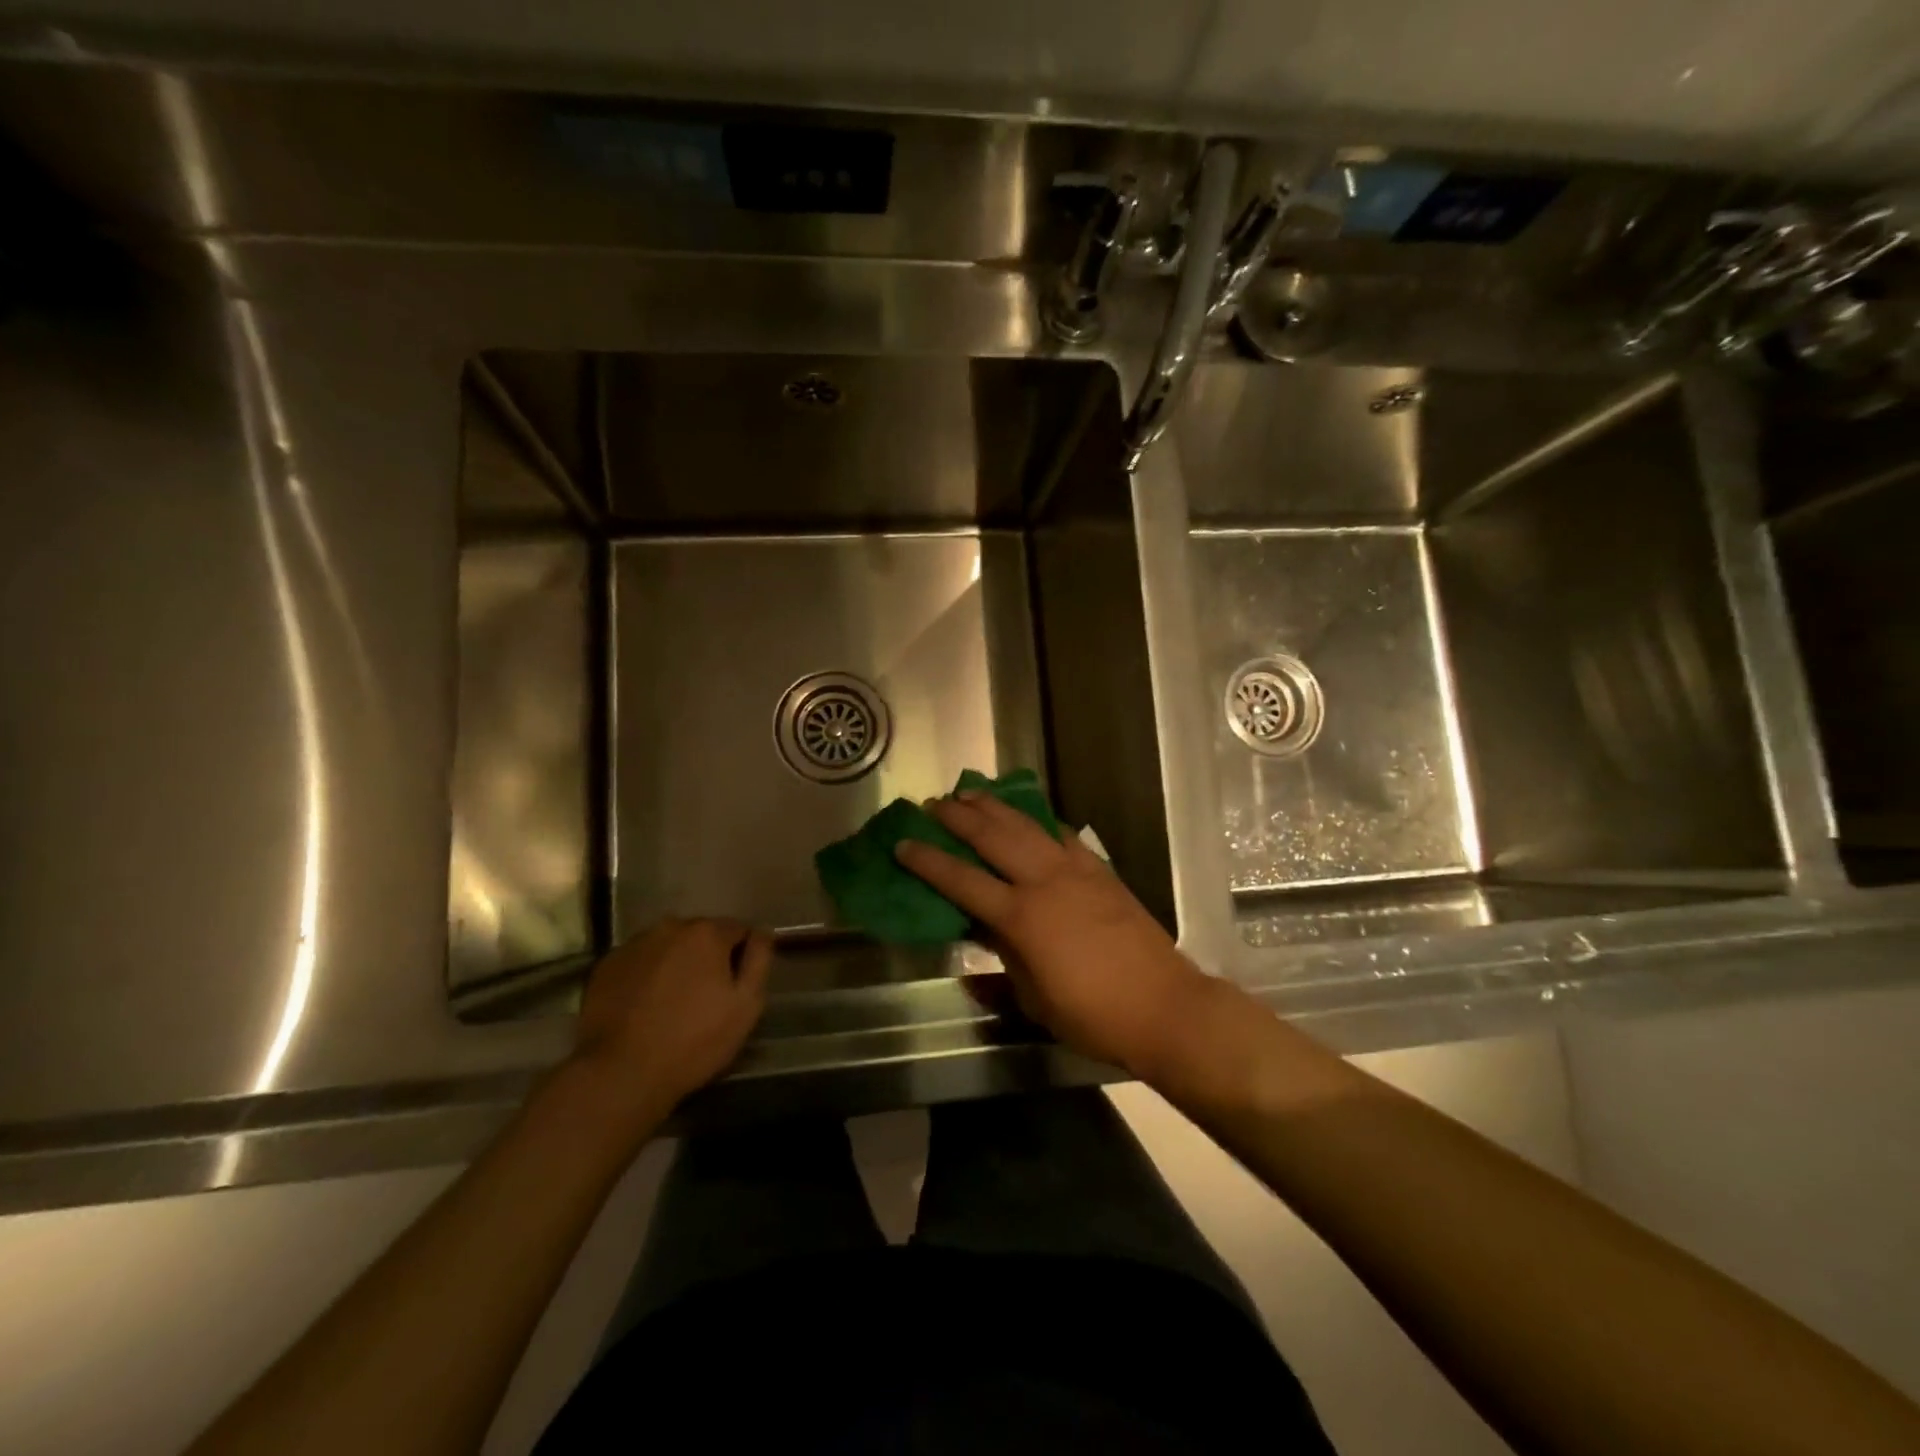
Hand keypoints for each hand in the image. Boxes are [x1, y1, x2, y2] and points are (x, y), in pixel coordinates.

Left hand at [568, 919, 773, 1127]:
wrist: (621, 1073)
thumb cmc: (694, 1040)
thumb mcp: (746, 1005)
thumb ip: (759, 960)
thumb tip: (762, 932)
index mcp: (706, 933)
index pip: (738, 929)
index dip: (742, 956)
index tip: (736, 985)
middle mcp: (669, 927)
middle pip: (700, 935)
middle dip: (707, 957)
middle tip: (705, 997)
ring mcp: (633, 945)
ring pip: (667, 947)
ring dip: (675, 964)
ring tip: (672, 1003)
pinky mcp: (605, 967)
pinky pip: (639, 962)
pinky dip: (646, 976)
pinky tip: (644, 1007)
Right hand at [895, 792, 1208, 1072]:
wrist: (1163, 1006)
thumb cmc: (1093, 1015)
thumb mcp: (1034, 998)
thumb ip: (1003, 959)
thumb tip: (980, 935)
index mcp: (1021, 917)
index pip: (962, 881)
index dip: (928, 861)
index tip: (903, 843)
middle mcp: (1044, 882)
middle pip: (992, 837)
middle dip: (958, 817)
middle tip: (932, 804)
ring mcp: (1075, 870)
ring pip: (1027, 825)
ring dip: (995, 807)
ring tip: (970, 793)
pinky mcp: (1100, 870)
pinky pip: (1063, 836)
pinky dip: (1040, 822)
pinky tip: (1030, 817)